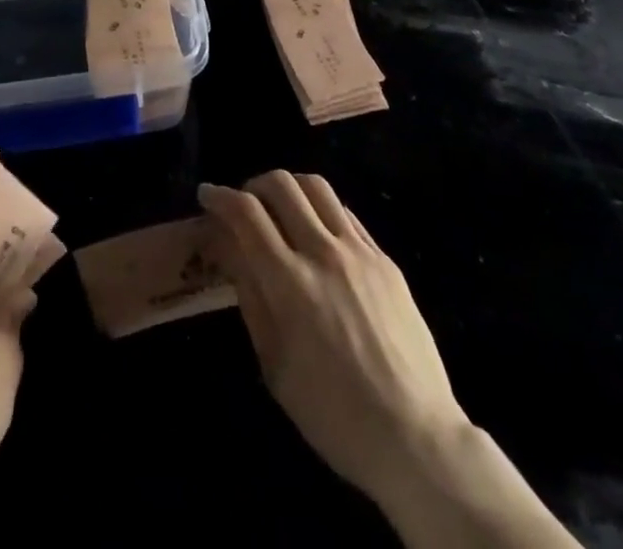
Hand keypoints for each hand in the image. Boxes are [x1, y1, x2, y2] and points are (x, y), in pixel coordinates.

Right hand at [201, 172, 577, 548]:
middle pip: (281, 185)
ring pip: (316, 186)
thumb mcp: (275, 366)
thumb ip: (251, 297)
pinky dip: (320, 208)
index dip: (220, 197)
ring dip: (288, 187)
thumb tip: (230, 248)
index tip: (208, 196)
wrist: (415, 437)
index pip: (247, 214)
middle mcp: (324, 254)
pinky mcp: (385, 259)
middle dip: (252, 185)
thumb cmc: (333, 414)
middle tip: (242, 204)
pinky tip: (316, 229)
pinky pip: (346, 213)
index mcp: (291, 284)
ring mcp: (360, 252)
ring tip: (279, 207)